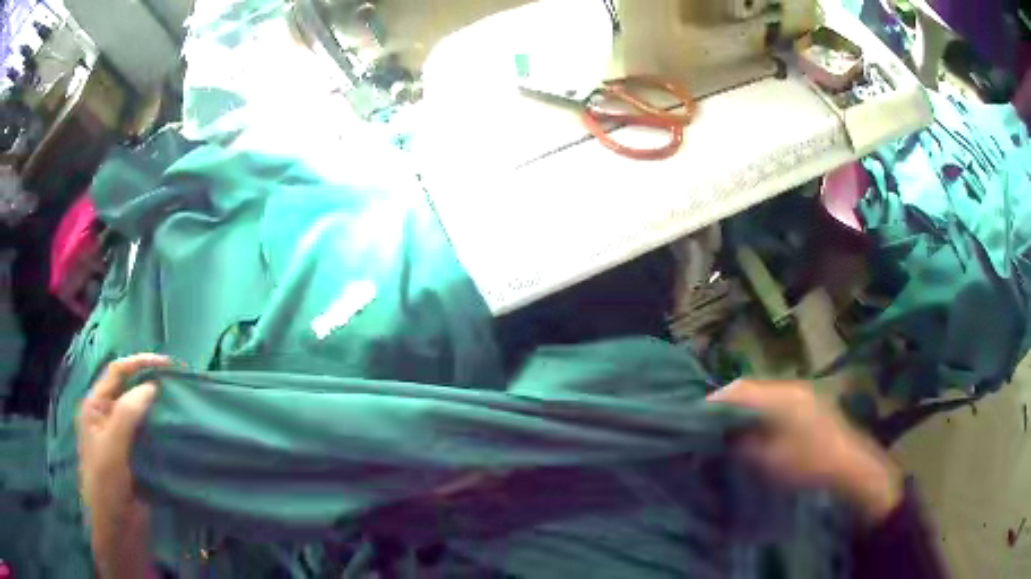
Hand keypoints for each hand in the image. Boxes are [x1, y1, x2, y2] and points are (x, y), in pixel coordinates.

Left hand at [77, 354, 169, 578]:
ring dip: (159, 408)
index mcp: (95, 407)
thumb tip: (152, 386)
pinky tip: (177, 431)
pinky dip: (163, 430)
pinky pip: (151, 436)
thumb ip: (126, 414)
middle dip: (152, 384)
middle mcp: (108, 417)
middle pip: (130, 390)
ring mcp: (123, 439)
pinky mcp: (137, 458)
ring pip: (142, 413)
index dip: (140, 364)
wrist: (118, 533)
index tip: (169, 365)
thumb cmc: (106, 488)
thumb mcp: (111, 448)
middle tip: (179, 384)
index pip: (117, 373)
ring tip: (183, 404)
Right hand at [708, 379, 902, 524]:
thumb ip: (740, 444)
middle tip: (707, 429)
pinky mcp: (809, 405)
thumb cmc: (808, 464)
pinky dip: (758, 416)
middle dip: (726, 406)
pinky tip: (754, 433)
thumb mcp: (768, 459)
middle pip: (749, 389)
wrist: (850, 468)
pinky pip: (775, 404)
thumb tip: (717, 437)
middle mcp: (790, 387)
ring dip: (742, 411)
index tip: (693, 420)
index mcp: (780, 396)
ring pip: (761, 396)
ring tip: (726, 433)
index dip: (714, 402)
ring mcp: (802, 395)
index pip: (738, 389)